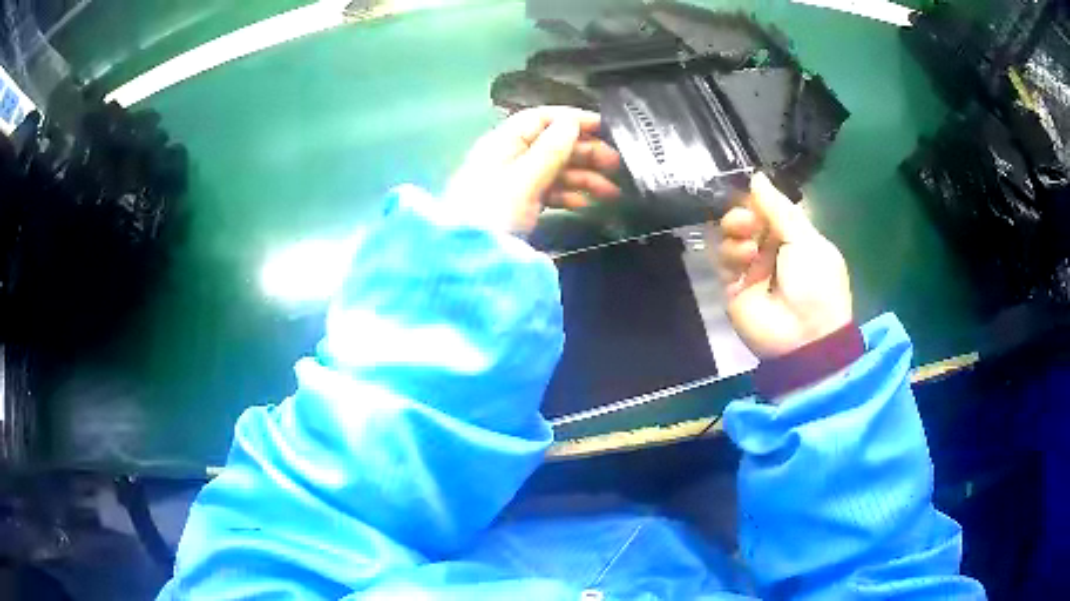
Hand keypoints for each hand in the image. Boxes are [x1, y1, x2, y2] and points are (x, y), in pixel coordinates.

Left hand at [444, 107, 621, 233]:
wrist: (466, 257)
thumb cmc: (494, 211)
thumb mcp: (523, 178)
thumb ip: (550, 150)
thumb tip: (572, 121)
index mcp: (505, 142)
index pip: (542, 119)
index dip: (574, 120)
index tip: (606, 128)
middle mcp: (510, 156)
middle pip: (553, 144)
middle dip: (586, 152)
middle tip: (617, 165)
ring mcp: (515, 181)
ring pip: (556, 170)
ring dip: (584, 177)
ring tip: (611, 192)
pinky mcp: (520, 204)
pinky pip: (549, 191)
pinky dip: (569, 195)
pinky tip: (587, 203)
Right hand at [716, 173, 852, 358]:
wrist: (804, 337)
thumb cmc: (816, 284)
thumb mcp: (806, 240)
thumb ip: (779, 209)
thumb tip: (756, 177)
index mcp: (794, 238)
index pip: (768, 210)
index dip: (757, 200)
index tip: (749, 193)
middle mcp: (771, 251)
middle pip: (745, 221)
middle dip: (742, 215)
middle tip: (747, 222)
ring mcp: (751, 270)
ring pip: (730, 237)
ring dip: (735, 234)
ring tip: (748, 247)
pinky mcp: (733, 288)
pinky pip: (721, 261)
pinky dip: (729, 255)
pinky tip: (743, 261)